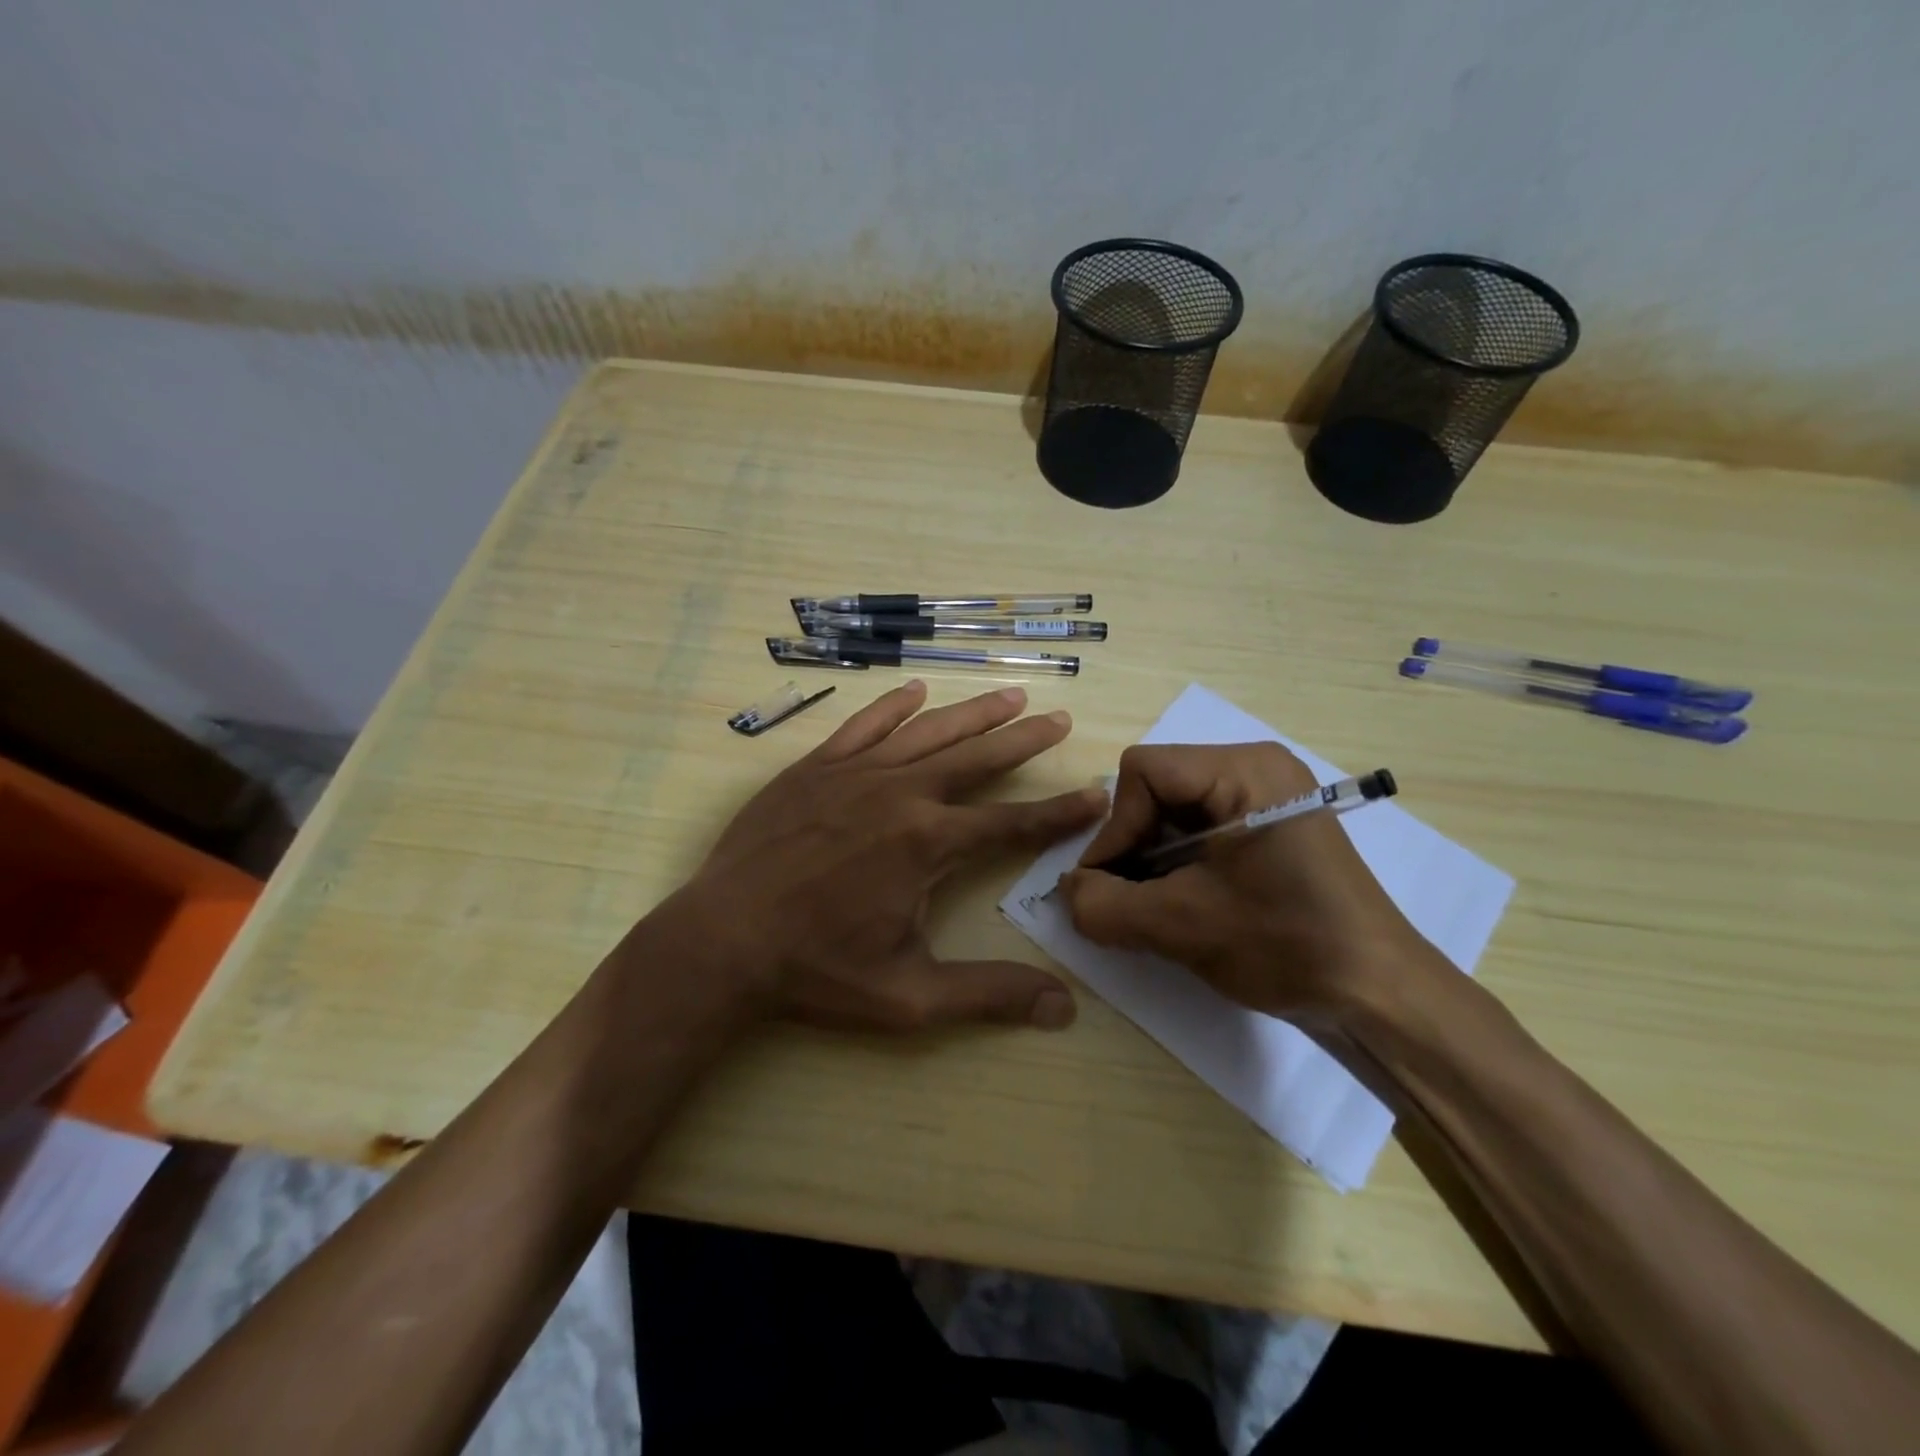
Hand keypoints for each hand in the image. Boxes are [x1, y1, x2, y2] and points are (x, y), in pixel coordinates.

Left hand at [671, 680, 1105, 1032]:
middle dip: (1024, 740)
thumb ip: (988, 994)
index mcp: (928, 844)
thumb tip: (1063, 1008)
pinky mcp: (814, 768)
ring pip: (927, 732)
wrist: (721, 941)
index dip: (1059, 810)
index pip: (1011, 822)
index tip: (1095, 791)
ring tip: (1011, 695)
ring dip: (973, 713)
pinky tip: (915, 691)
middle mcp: (900, 794)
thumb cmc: (816, 970)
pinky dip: (892, 706)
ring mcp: (854, 774)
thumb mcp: (909, 997)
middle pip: (976, 759)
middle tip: (1059, 718)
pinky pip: (863, 726)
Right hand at [1057, 743, 1433, 1019]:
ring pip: (1174, 811)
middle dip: (1133, 846)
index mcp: (1244, 770)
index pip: (1142, 771)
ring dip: (1151, 860)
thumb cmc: (1286, 944)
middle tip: (1128, 900)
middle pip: (1156, 788)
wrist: (1380, 995)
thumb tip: (1066, 892)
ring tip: (1152, 908)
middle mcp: (1256, 768)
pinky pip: (1201, 829)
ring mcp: (1267, 796)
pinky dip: (1177, 864)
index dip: (1115, 828)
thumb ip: (1105, 906)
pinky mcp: (1271, 827)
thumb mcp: (1181, 926)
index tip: (1110, 886)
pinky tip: (1181, 904)